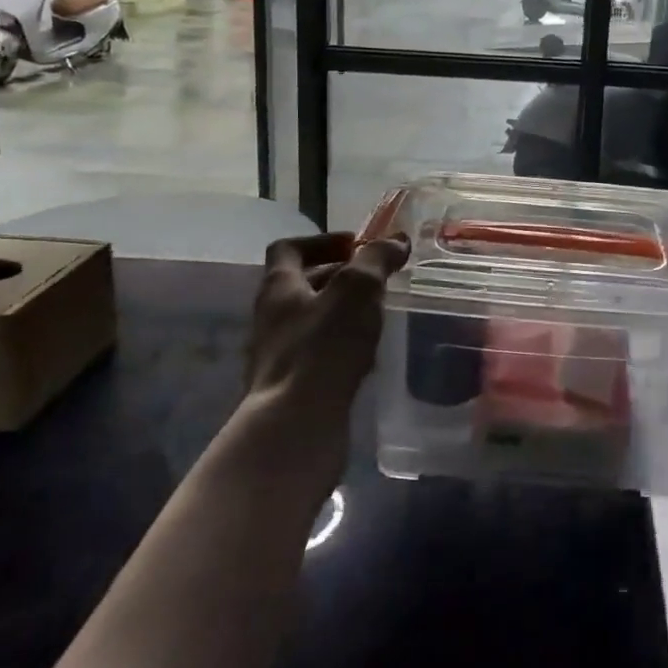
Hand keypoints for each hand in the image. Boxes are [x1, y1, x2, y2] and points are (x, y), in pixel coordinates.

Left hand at [243, 231, 407, 496]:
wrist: (295, 426)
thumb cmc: (323, 347)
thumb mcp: (358, 289)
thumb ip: (377, 259)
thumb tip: (396, 241)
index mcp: (279, 287)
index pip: (289, 249)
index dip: (322, 240)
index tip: (356, 245)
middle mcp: (271, 317)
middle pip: (302, 285)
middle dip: (339, 277)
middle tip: (376, 280)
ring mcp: (277, 356)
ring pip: (312, 321)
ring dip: (342, 313)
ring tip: (377, 315)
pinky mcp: (291, 388)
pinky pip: (318, 355)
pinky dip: (342, 347)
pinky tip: (367, 356)